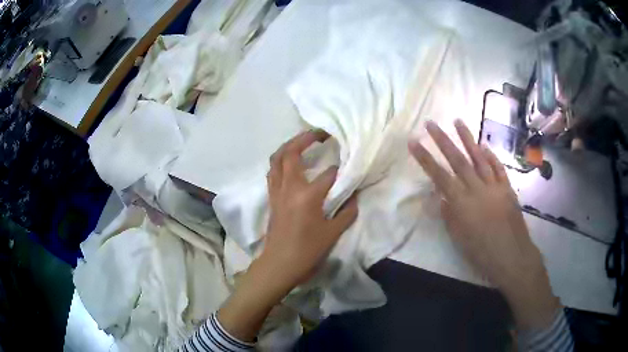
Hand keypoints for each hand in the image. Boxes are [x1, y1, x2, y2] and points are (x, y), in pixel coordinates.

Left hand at [262, 129, 358, 291]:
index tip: (350, 166)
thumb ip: (347, 212)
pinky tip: (291, 163)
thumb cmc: (307, 251)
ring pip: (277, 158)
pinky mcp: (271, 196)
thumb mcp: (332, 233)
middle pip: (291, 152)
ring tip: (303, 141)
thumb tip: (355, 197)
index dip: (342, 169)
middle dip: (305, 138)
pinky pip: (273, 171)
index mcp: (307, 195)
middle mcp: (289, 187)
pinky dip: (281, 161)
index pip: (329, 173)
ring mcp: (277, 190)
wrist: (279, 264)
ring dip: (289, 145)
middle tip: (320, 133)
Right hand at [408, 120, 558, 329]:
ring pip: (479, 158)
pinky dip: (491, 156)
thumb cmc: (482, 253)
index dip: (425, 158)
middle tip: (431, 123)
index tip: (413, 142)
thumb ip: (449, 216)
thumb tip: (441, 197)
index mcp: (462, 204)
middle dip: (442, 140)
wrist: (512, 257)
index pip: (439, 176)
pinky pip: (498, 168)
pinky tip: (484, 146)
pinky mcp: (507, 189)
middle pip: (457, 160)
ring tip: (457, 121)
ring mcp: (494, 186)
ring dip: (467, 139)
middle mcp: (477, 189)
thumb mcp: (459, 239)